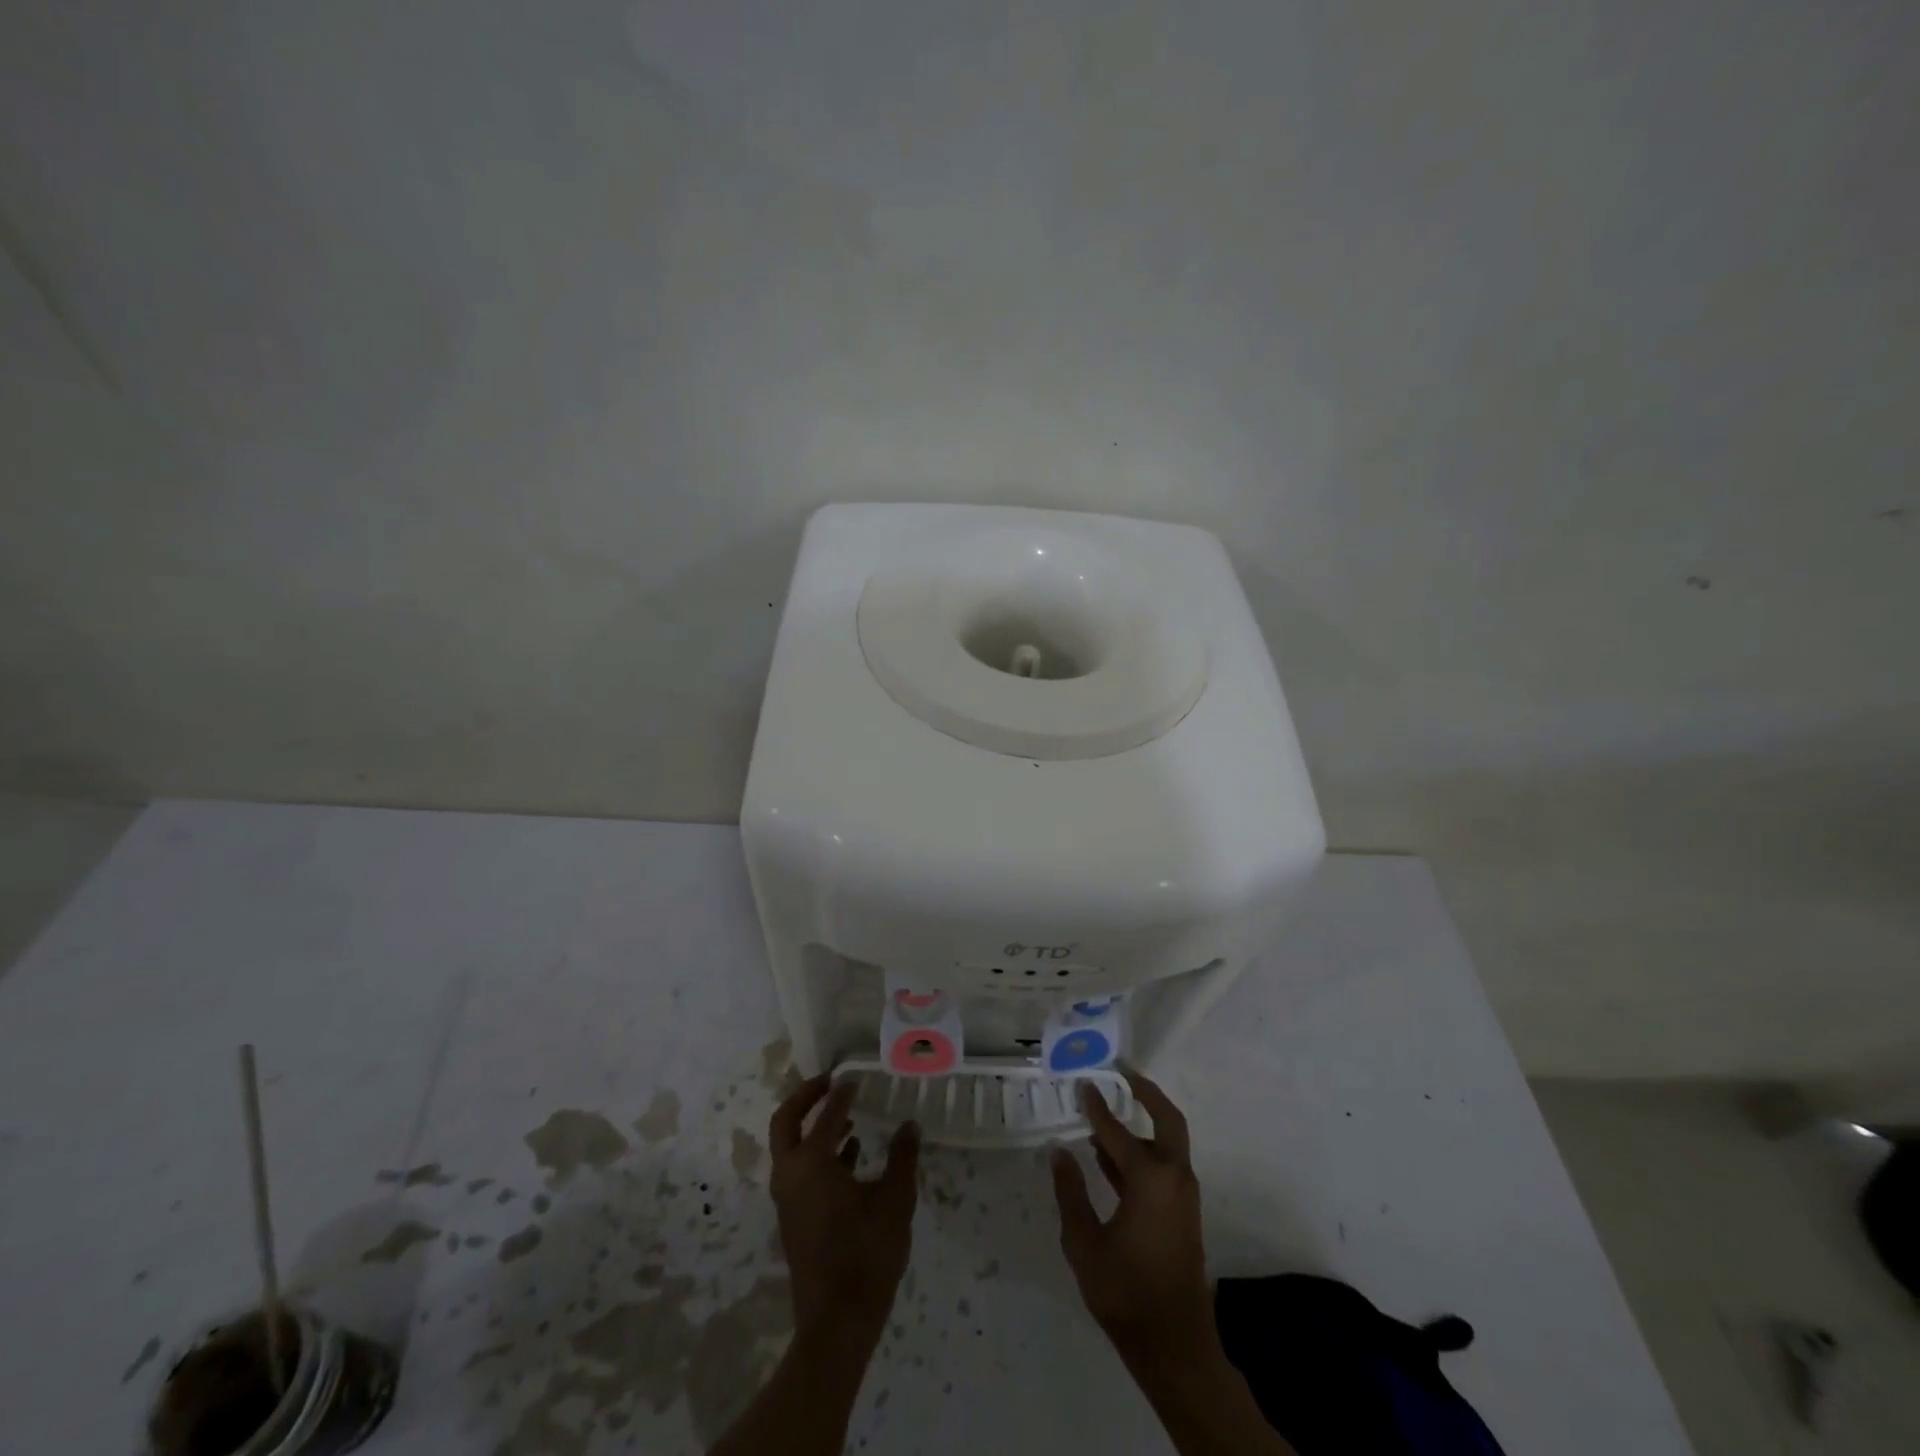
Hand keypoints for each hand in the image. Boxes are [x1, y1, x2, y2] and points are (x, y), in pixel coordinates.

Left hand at [769, 1075, 919, 1342]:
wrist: (838, 1321)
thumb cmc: (867, 1254)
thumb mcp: (895, 1201)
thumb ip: (902, 1158)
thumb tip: (910, 1126)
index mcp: (812, 1163)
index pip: (826, 1113)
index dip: (842, 1092)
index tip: (856, 1077)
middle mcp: (791, 1174)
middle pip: (786, 1122)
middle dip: (806, 1097)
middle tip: (831, 1082)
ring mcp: (788, 1198)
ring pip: (792, 1147)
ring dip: (814, 1126)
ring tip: (850, 1117)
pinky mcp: (794, 1217)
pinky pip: (800, 1170)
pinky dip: (820, 1154)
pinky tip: (853, 1155)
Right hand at [1050, 1069, 1213, 1360]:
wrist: (1174, 1346)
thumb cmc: (1125, 1292)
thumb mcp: (1085, 1243)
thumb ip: (1071, 1194)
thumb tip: (1060, 1152)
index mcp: (1150, 1180)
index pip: (1117, 1131)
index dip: (1097, 1107)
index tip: (1083, 1083)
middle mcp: (1173, 1178)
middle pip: (1167, 1121)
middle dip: (1147, 1093)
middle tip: (1123, 1073)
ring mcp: (1182, 1197)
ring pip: (1167, 1144)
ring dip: (1143, 1124)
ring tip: (1107, 1113)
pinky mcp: (1181, 1213)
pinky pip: (1163, 1167)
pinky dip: (1142, 1152)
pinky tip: (1109, 1158)